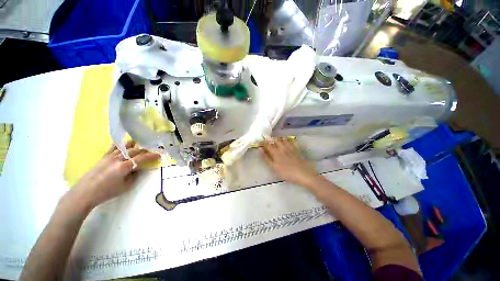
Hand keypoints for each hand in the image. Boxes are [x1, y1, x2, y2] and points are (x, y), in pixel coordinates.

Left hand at [69, 141, 159, 210]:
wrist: (85, 192)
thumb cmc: (107, 192)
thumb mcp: (125, 186)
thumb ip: (134, 175)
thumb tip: (138, 168)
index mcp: (124, 167)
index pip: (142, 158)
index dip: (152, 156)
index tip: (159, 154)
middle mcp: (118, 158)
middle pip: (135, 151)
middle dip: (145, 150)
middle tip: (152, 151)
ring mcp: (110, 156)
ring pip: (125, 146)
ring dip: (135, 145)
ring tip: (141, 145)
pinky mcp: (104, 156)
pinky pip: (114, 147)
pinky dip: (122, 144)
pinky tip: (126, 144)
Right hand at [261, 138, 319, 186]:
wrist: (303, 174)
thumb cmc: (286, 172)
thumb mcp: (274, 167)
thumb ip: (266, 158)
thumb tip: (260, 149)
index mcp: (276, 152)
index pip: (268, 145)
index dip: (263, 142)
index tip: (260, 140)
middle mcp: (283, 148)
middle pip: (276, 140)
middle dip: (271, 139)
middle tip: (268, 139)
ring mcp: (291, 148)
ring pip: (284, 139)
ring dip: (279, 138)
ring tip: (277, 139)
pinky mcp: (297, 149)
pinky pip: (293, 141)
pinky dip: (290, 139)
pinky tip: (288, 139)